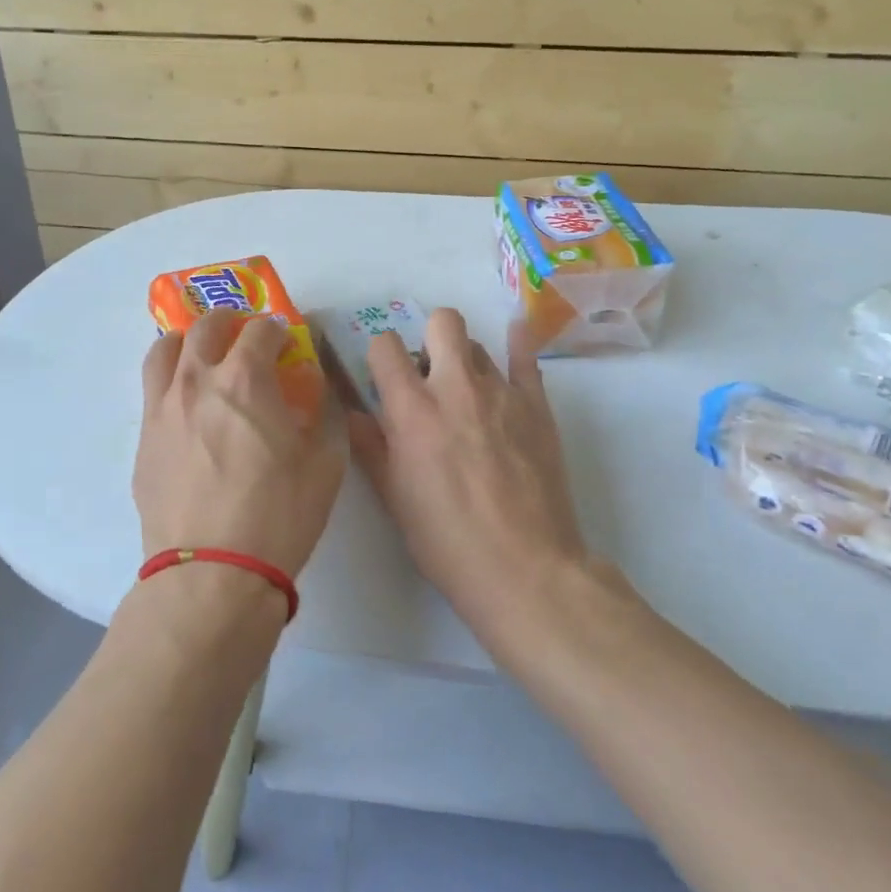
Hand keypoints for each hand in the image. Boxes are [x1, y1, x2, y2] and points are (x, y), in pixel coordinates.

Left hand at [134, 309, 346, 580]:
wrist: (212, 574)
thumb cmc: (279, 515)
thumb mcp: (325, 463)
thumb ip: (320, 415)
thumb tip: (310, 391)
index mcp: (246, 380)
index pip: (261, 330)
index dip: (278, 330)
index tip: (286, 343)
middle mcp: (197, 381)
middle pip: (206, 326)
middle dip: (230, 322)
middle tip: (244, 338)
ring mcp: (162, 409)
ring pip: (165, 350)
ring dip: (188, 342)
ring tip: (202, 358)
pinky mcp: (143, 440)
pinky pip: (152, 392)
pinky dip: (172, 383)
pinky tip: (188, 410)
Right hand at [347, 308, 588, 646]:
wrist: (525, 570)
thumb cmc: (447, 542)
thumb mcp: (394, 499)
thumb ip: (371, 447)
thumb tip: (353, 413)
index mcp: (412, 410)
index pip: (384, 346)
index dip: (381, 355)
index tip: (385, 376)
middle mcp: (455, 387)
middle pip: (442, 321)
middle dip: (429, 337)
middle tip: (429, 373)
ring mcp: (501, 392)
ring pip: (478, 343)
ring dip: (465, 358)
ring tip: (468, 392)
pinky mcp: (537, 405)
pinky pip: (526, 357)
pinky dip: (517, 345)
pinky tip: (513, 340)